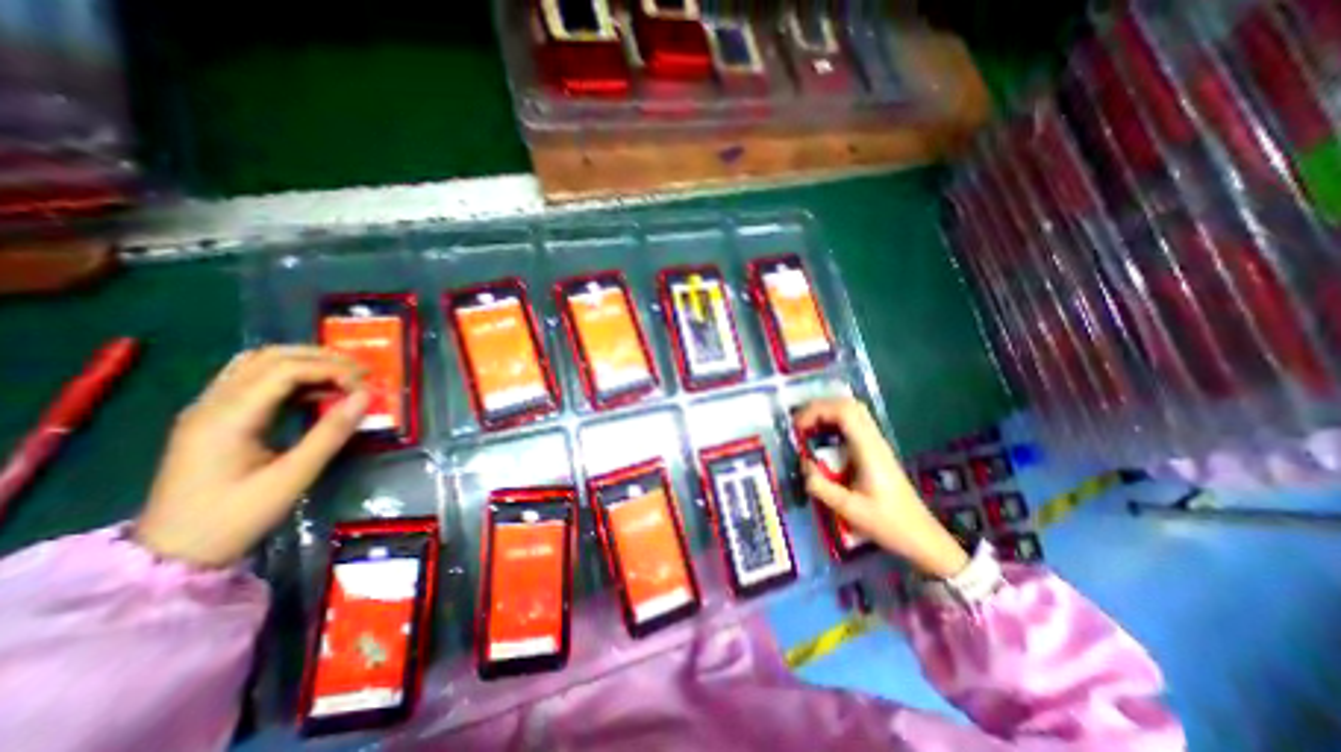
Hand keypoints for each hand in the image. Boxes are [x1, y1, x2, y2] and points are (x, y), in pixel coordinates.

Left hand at [136, 349, 366, 567]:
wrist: (173, 553)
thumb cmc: (236, 516)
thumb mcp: (293, 477)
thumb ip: (331, 433)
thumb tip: (366, 396)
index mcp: (226, 418)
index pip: (284, 370)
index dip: (331, 370)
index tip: (365, 386)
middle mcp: (212, 404)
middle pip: (268, 357)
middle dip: (321, 358)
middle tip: (361, 371)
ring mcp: (209, 410)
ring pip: (258, 364)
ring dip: (305, 363)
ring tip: (345, 377)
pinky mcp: (215, 420)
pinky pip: (254, 382)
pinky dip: (292, 378)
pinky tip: (318, 393)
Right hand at [789, 396, 970, 578]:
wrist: (920, 536)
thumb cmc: (887, 524)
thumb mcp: (849, 510)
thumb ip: (821, 486)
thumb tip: (803, 463)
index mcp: (869, 450)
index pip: (843, 412)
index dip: (816, 412)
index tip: (797, 427)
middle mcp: (874, 440)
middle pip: (848, 405)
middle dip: (819, 408)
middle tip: (798, 424)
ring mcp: (877, 443)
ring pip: (852, 411)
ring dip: (826, 413)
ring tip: (806, 429)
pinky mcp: (875, 450)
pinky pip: (853, 424)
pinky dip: (833, 422)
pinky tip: (822, 438)